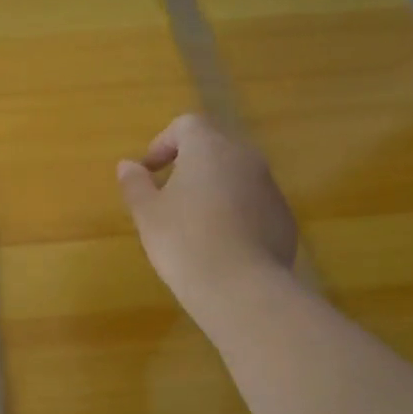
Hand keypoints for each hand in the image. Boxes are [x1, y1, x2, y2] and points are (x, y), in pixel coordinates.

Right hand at [118, 114, 298, 315]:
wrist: (242, 289)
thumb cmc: (184, 241)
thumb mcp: (147, 213)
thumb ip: (135, 183)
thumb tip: (128, 165)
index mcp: (209, 148)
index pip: (187, 125)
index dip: (164, 143)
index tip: (149, 171)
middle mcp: (245, 158)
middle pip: (214, 147)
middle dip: (189, 165)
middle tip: (167, 196)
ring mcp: (270, 188)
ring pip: (236, 175)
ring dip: (213, 188)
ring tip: (192, 224)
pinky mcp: (284, 218)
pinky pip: (253, 203)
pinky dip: (234, 212)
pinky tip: (219, 244)